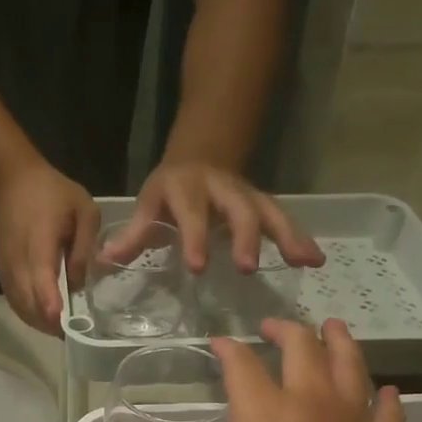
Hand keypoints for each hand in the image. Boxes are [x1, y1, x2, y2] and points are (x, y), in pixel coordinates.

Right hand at [0, 162, 98, 332]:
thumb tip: (78, 284)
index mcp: (39, 241)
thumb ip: (85, 247)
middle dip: (50, 322)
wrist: (12, 184)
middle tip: (74, 333)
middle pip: (28, 300)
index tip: (60, 320)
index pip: (40, 277)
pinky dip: (30, 315)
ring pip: (20, 306)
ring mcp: (7, 269)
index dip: (49, 300)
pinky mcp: (3, 274)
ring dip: (40, 322)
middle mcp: (18, 260)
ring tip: (63, 330)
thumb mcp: (84, 210)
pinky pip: (15, 302)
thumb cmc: (53, 194)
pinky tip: (47, 320)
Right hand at [118, 319, 406, 421]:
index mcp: (262, 413)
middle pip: (302, 348)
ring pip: (350, 365)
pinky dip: (385, 398)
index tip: (218, 343)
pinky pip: (387, 413)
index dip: (228, 349)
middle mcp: (309, 403)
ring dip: (340, 342)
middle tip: (274, 326)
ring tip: (333, 328)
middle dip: (286, 331)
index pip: (241, 364)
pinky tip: (385, 392)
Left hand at [133, 161, 323, 273]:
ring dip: (286, 236)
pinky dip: (300, 238)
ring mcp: (246, 194)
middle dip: (245, 236)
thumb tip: (106, 259)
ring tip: (302, 260)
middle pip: (237, 209)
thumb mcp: (149, 205)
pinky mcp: (263, 203)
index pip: (191, 213)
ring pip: (268, 211)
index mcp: (187, 190)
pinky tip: (315, 260)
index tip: (199, 266)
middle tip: (247, 267)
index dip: (195, 237)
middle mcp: (221, 188)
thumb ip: (134, 234)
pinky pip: (283, 220)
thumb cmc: (169, 191)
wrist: (200, 155)